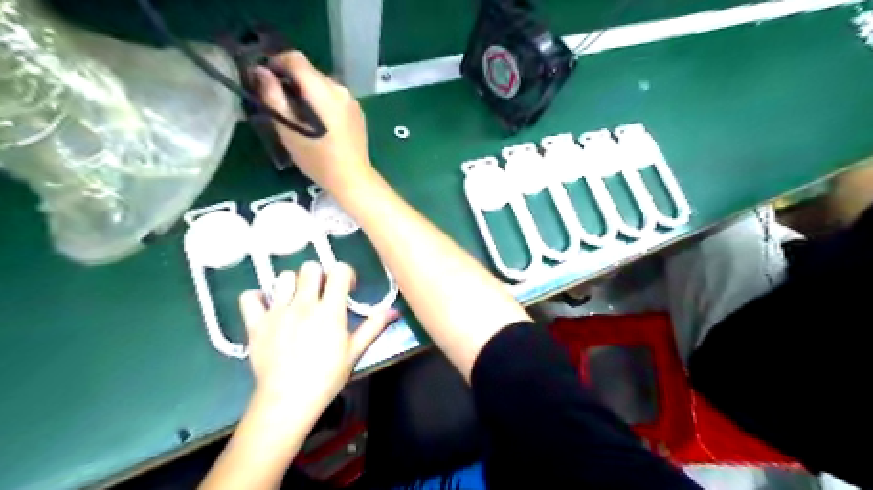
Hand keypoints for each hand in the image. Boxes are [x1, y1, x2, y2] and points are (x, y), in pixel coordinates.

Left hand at [235, 263, 391, 411]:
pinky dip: (258, 297)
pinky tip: (267, 307)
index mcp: (330, 310)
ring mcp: (277, 312)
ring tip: (296, 301)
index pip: (339, 271)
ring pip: (283, 277)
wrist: (287, 401)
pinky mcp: (255, 324)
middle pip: (310, 268)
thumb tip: (394, 310)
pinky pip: (250, 297)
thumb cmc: (326, 377)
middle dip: (319, 276)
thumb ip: (373, 326)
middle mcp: (303, 304)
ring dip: (292, 285)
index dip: (345, 274)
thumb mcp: (354, 352)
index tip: (346, 289)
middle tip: (321, 294)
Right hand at [253, 50, 374, 195]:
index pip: (296, 59)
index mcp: (323, 91)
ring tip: (300, 116)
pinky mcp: (358, 111)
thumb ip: (273, 97)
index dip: (277, 62)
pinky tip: (319, 124)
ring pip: (322, 85)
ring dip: (308, 92)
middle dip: (292, 81)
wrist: (352, 178)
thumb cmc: (317, 158)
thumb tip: (261, 71)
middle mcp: (340, 89)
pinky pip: (334, 97)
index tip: (266, 80)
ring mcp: (352, 100)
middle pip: (310, 72)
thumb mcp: (288, 129)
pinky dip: (322, 102)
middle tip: (281, 103)